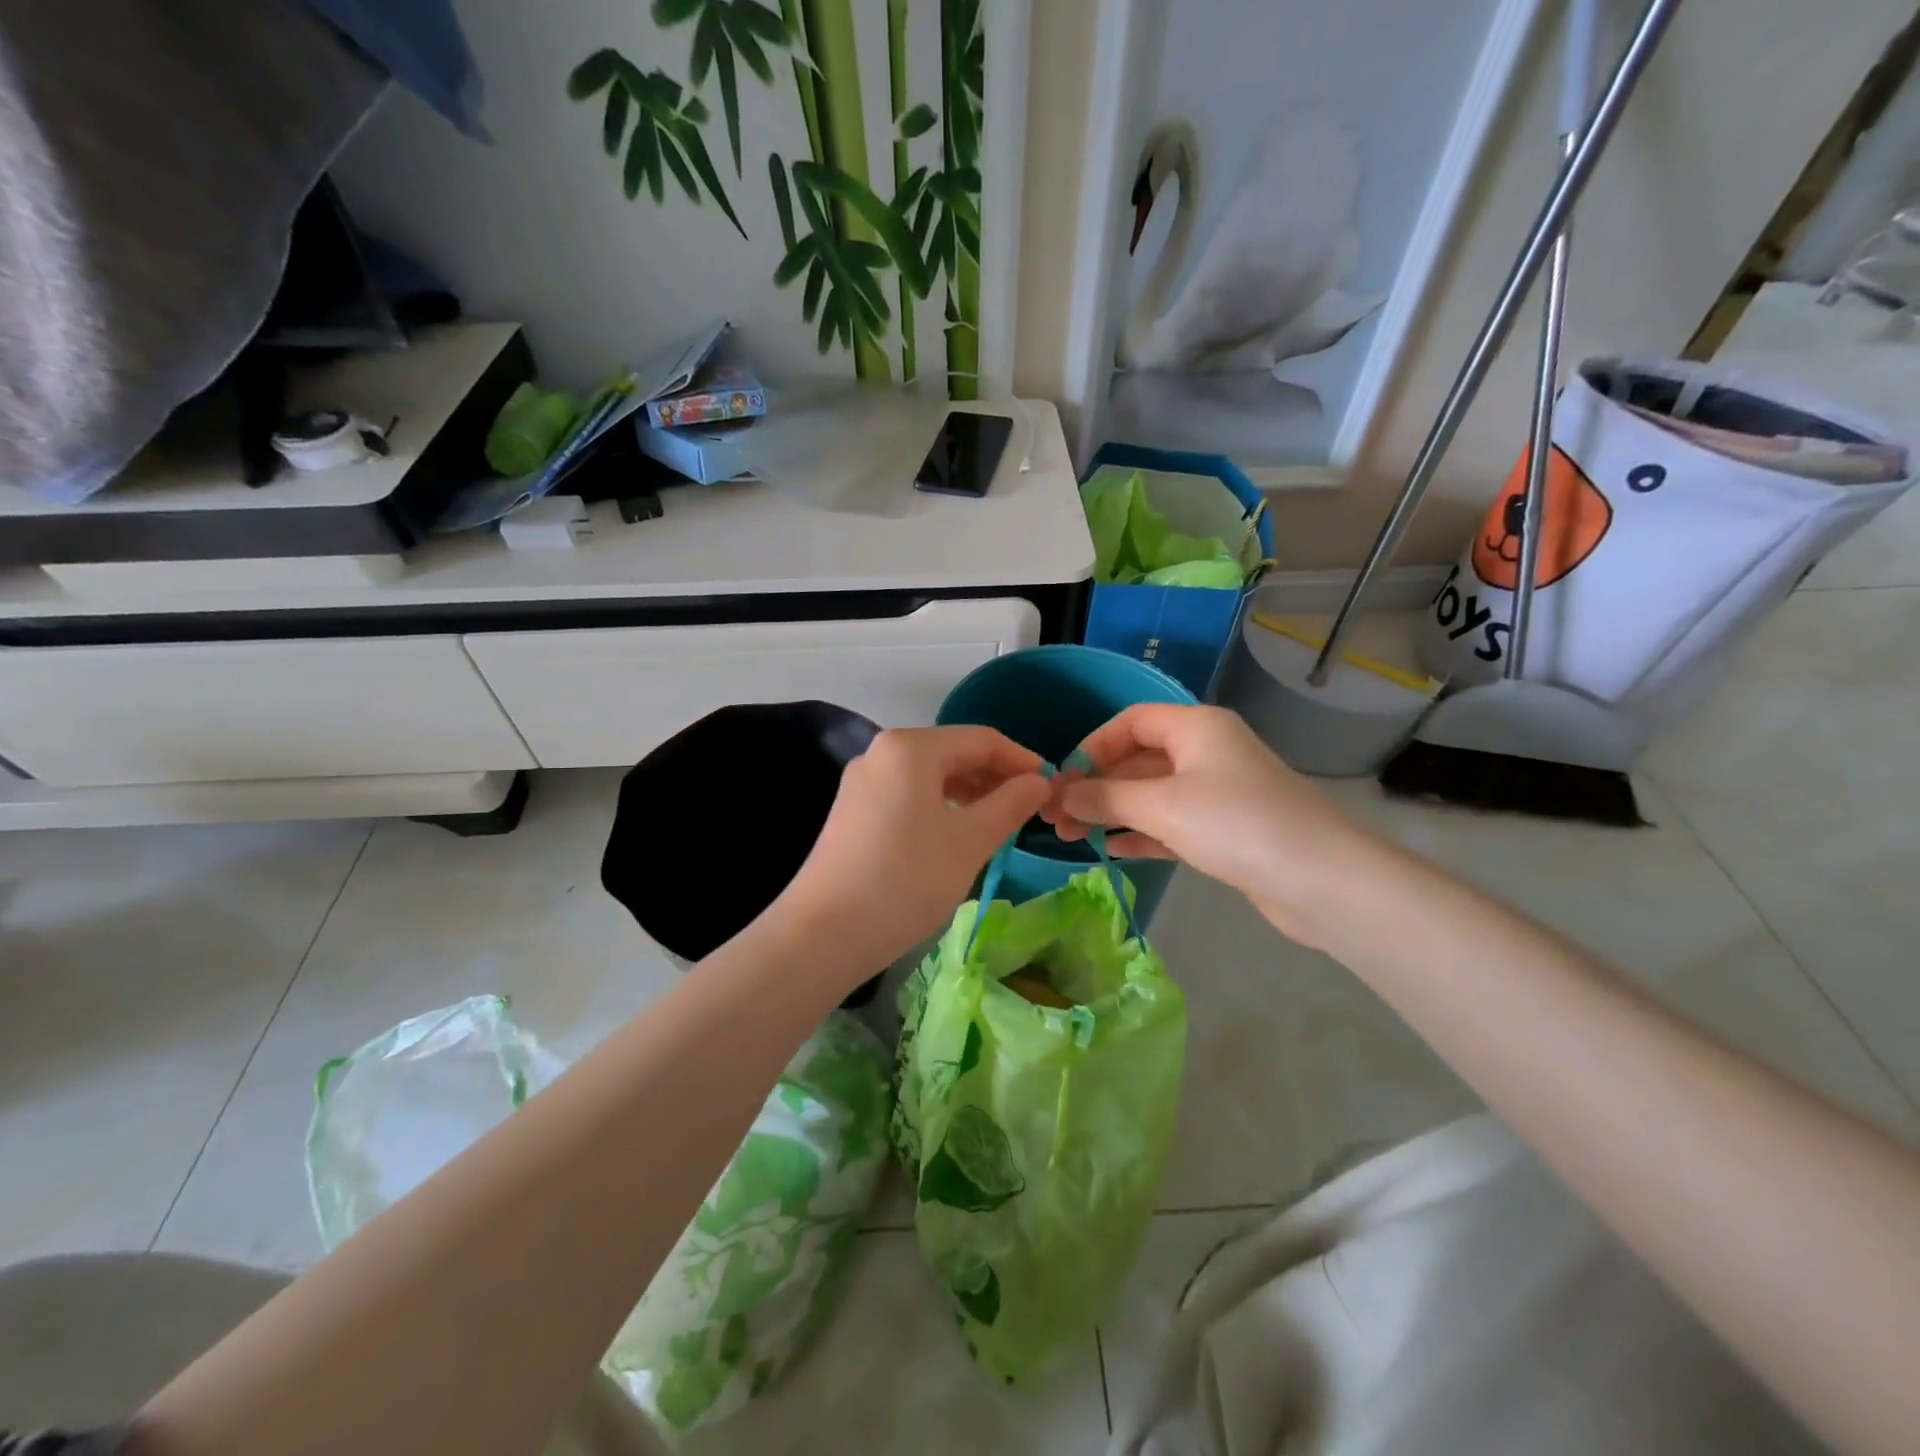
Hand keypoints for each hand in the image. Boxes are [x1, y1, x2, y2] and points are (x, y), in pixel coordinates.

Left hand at [773, 726, 1051, 977]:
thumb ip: (1010, 803)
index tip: (1051, 787)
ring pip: (930, 776)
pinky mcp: (852, 811)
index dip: (1021, 760)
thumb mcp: (970, 841)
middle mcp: (882, 752)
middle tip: (1029, 809)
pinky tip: (956, 834)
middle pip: (952, 753)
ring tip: (998, 823)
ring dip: (969, 793)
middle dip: (994, 777)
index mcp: (911, 747)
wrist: (824, 933)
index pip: (981, 739)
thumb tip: (1039, 781)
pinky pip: (908, 795)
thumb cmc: (907, 879)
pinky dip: (940, 807)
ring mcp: (862, 782)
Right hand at [1042, 704, 1373, 942]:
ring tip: (1071, 837)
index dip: (1092, 747)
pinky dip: (1141, 832)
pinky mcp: (1226, 830)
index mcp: (1196, 727)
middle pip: (1138, 759)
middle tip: (1055, 818)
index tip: (1063, 780)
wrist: (1322, 881)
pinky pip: (1171, 823)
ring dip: (1113, 812)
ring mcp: (1219, 792)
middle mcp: (1207, 751)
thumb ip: (1106, 798)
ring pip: (1152, 794)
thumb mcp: (1161, 806)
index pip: (1130, 722)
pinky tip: (1111, 849)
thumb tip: (1061, 796)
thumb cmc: (1236, 824)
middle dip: (1096, 786)